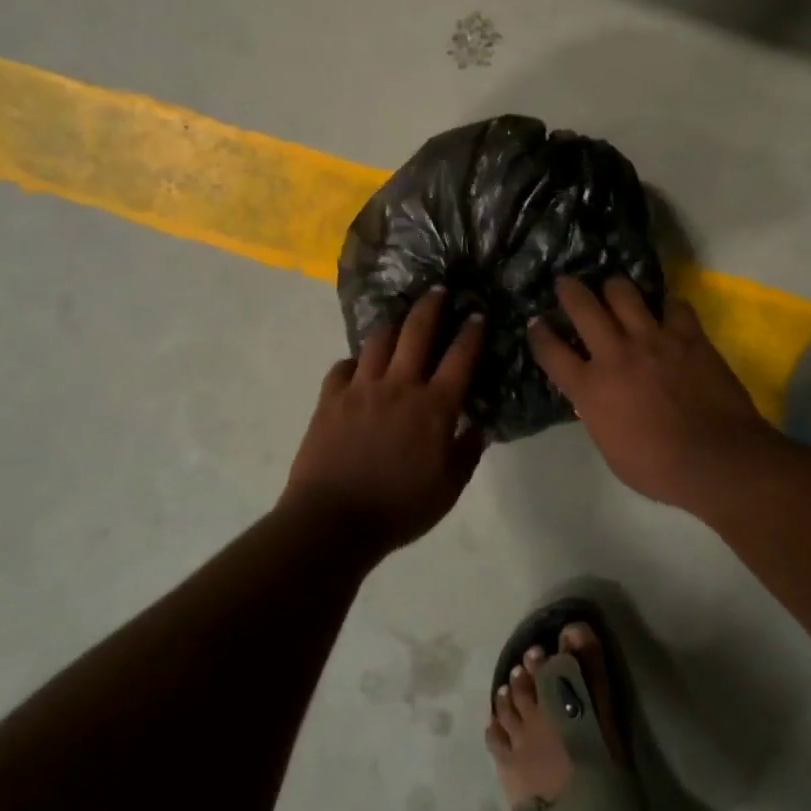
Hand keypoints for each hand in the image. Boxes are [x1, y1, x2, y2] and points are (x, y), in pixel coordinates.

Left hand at [282, 288, 486, 552]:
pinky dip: (354, 362)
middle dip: (431, 305)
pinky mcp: (330, 398)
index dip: (471, 331)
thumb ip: (467, 452)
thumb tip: (480, 425)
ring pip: (379, 340)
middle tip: (438, 289)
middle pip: (417, 331)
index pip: (460, 357)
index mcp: (433, 407)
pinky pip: (343, 367)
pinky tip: (358, 366)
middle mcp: (399, 386)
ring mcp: (361, 388)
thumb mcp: (448, 489)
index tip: (477, 313)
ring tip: (400, 318)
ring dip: (393, 325)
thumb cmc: (399, 509)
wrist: (333, 522)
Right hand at [527, 275, 773, 508]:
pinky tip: (668, 313)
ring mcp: (653, 340)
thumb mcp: (610, 448)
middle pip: (582, 306)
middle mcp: (615, 355)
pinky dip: (668, 307)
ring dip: (615, 289)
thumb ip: (597, 414)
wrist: (717, 461)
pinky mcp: (687, 336)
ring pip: (623, 293)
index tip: (535, 323)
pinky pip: (674, 305)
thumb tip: (593, 398)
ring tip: (615, 290)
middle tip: (566, 283)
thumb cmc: (658, 468)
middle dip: (569, 289)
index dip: (538, 334)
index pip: (550, 351)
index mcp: (591, 388)